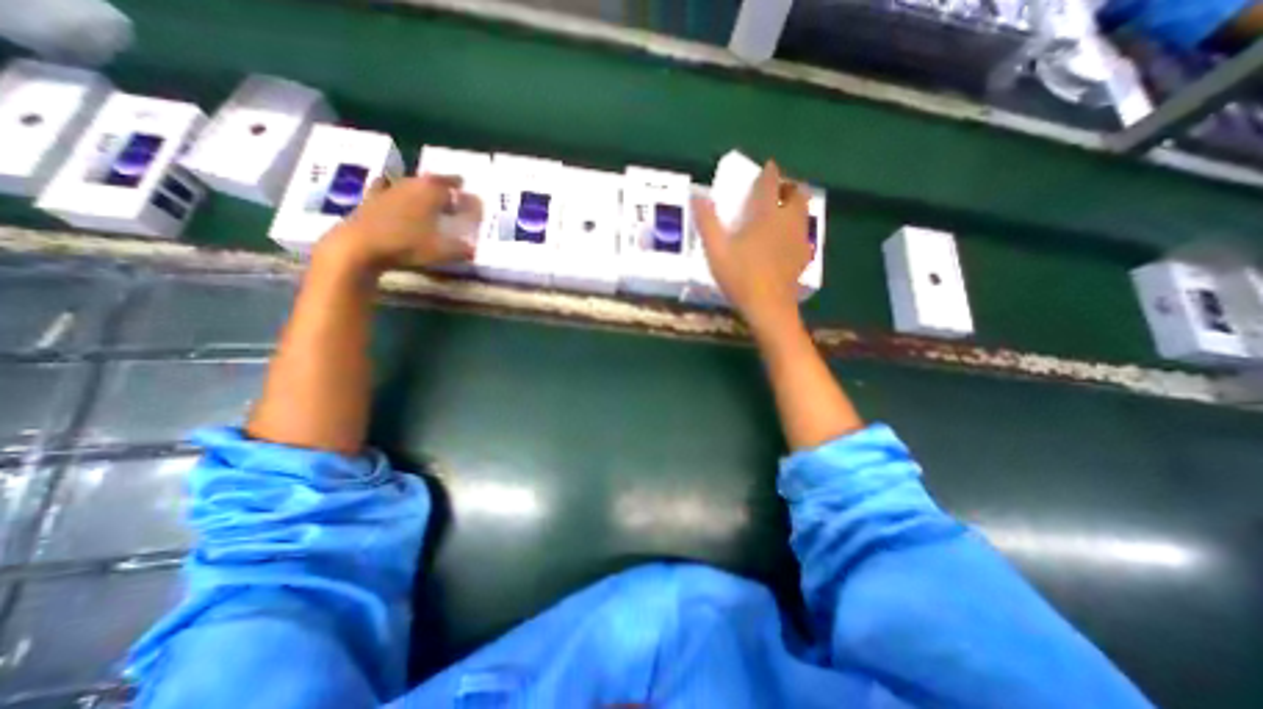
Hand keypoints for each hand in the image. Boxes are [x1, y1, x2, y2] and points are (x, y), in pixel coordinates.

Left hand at [319, 175, 480, 275]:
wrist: (359, 245)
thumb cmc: (406, 245)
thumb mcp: (442, 251)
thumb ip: (462, 249)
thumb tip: (474, 249)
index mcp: (430, 192)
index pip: (452, 186)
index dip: (463, 193)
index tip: (472, 198)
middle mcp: (411, 184)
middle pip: (431, 181)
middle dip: (444, 186)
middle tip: (454, 194)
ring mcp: (389, 189)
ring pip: (410, 182)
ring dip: (421, 187)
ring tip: (429, 195)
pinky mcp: (371, 199)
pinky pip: (386, 188)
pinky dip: (393, 188)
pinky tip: (392, 189)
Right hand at [691, 161, 809, 336]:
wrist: (769, 308)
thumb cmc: (740, 278)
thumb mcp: (716, 251)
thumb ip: (707, 222)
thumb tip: (697, 195)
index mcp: (766, 215)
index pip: (770, 182)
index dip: (768, 172)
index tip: (765, 168)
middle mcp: (787, 220)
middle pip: (796, 192)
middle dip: (787, 186)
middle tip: (773, 191)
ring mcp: (798, 238)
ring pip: (803, 210)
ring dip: (794, 203)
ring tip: (780, 211)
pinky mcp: (802, 255)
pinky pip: (803, 231)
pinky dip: (796, 226)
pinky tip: (786, 239)